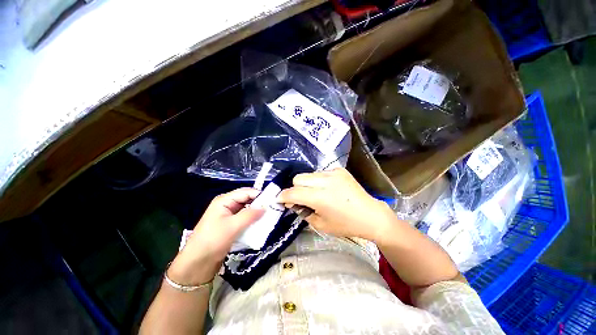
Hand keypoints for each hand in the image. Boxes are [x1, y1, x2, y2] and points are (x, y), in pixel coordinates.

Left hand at [168, 188, 263, 284]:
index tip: (272, 200)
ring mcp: (229, 215)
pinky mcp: (231, 224)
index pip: (246, 192)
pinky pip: (245, 218)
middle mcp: (227, 204)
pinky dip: (252, 220)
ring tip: (270, 216)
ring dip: (256, 213)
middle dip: (259, 204)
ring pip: (247, 209)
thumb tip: (266, 207)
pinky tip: (261, 224)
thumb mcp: (233, 226)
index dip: (259, 195)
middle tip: (273, 209)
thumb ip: (250, 215)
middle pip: (247, 200)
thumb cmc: (213, 240)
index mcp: (225, 200)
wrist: (198, 263)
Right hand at [277, 168, 395, 241]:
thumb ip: (303, 212)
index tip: (280, 200)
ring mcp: (333, 173)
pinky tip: (327, 189)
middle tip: (300, 198)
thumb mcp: (320, 225)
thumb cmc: (345, 225)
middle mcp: (325, 181)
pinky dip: (319, 181)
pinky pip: (321, 173)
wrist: (370, 215)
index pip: (293, 192)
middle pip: (298, 178)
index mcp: (320, 197)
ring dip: (307, 184)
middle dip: (295, 188)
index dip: (283, 196)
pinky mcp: (339, 170)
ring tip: (315, 194)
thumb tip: (293, 203)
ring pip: (309, 174)